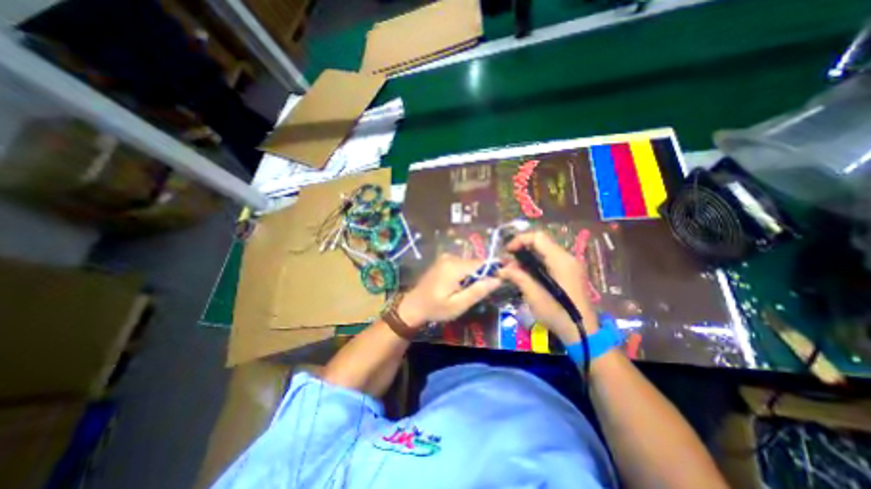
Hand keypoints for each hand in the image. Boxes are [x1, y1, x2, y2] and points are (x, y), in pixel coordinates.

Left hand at [398, 252, 499, 327]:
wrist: (414, 305)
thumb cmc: (436, 308)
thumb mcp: (458, 305)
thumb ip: (477, 291)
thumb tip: (498, 279)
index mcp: (454, 266)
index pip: (481, 263)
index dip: (492, 271)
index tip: (498, 282)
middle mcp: (451, 257)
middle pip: (475, 263)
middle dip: (481, 275)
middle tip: (478, 293)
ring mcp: (445, 257)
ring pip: (469, 263)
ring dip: (473, 275)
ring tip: (467, 291)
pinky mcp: (443, 260)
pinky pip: (461, 264)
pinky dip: (465, 273)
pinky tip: (459, 285)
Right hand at [496, 232, 598, 342]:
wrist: (583, 333)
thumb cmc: (558, 313)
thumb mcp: (534, 295)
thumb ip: (518, 277)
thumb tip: (501, 269)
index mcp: (560, 260)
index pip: (538, 237)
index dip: (519, 240)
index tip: (507, 252)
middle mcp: (567, 257)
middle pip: (540, 243)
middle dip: (521, 250)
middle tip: (508, 264)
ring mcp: (570, 265)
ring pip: (544, 252)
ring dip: (527, 258)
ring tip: (514, 272)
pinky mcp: (569, 273)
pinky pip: (549, 261)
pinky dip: (535, 264)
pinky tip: (526, 276)